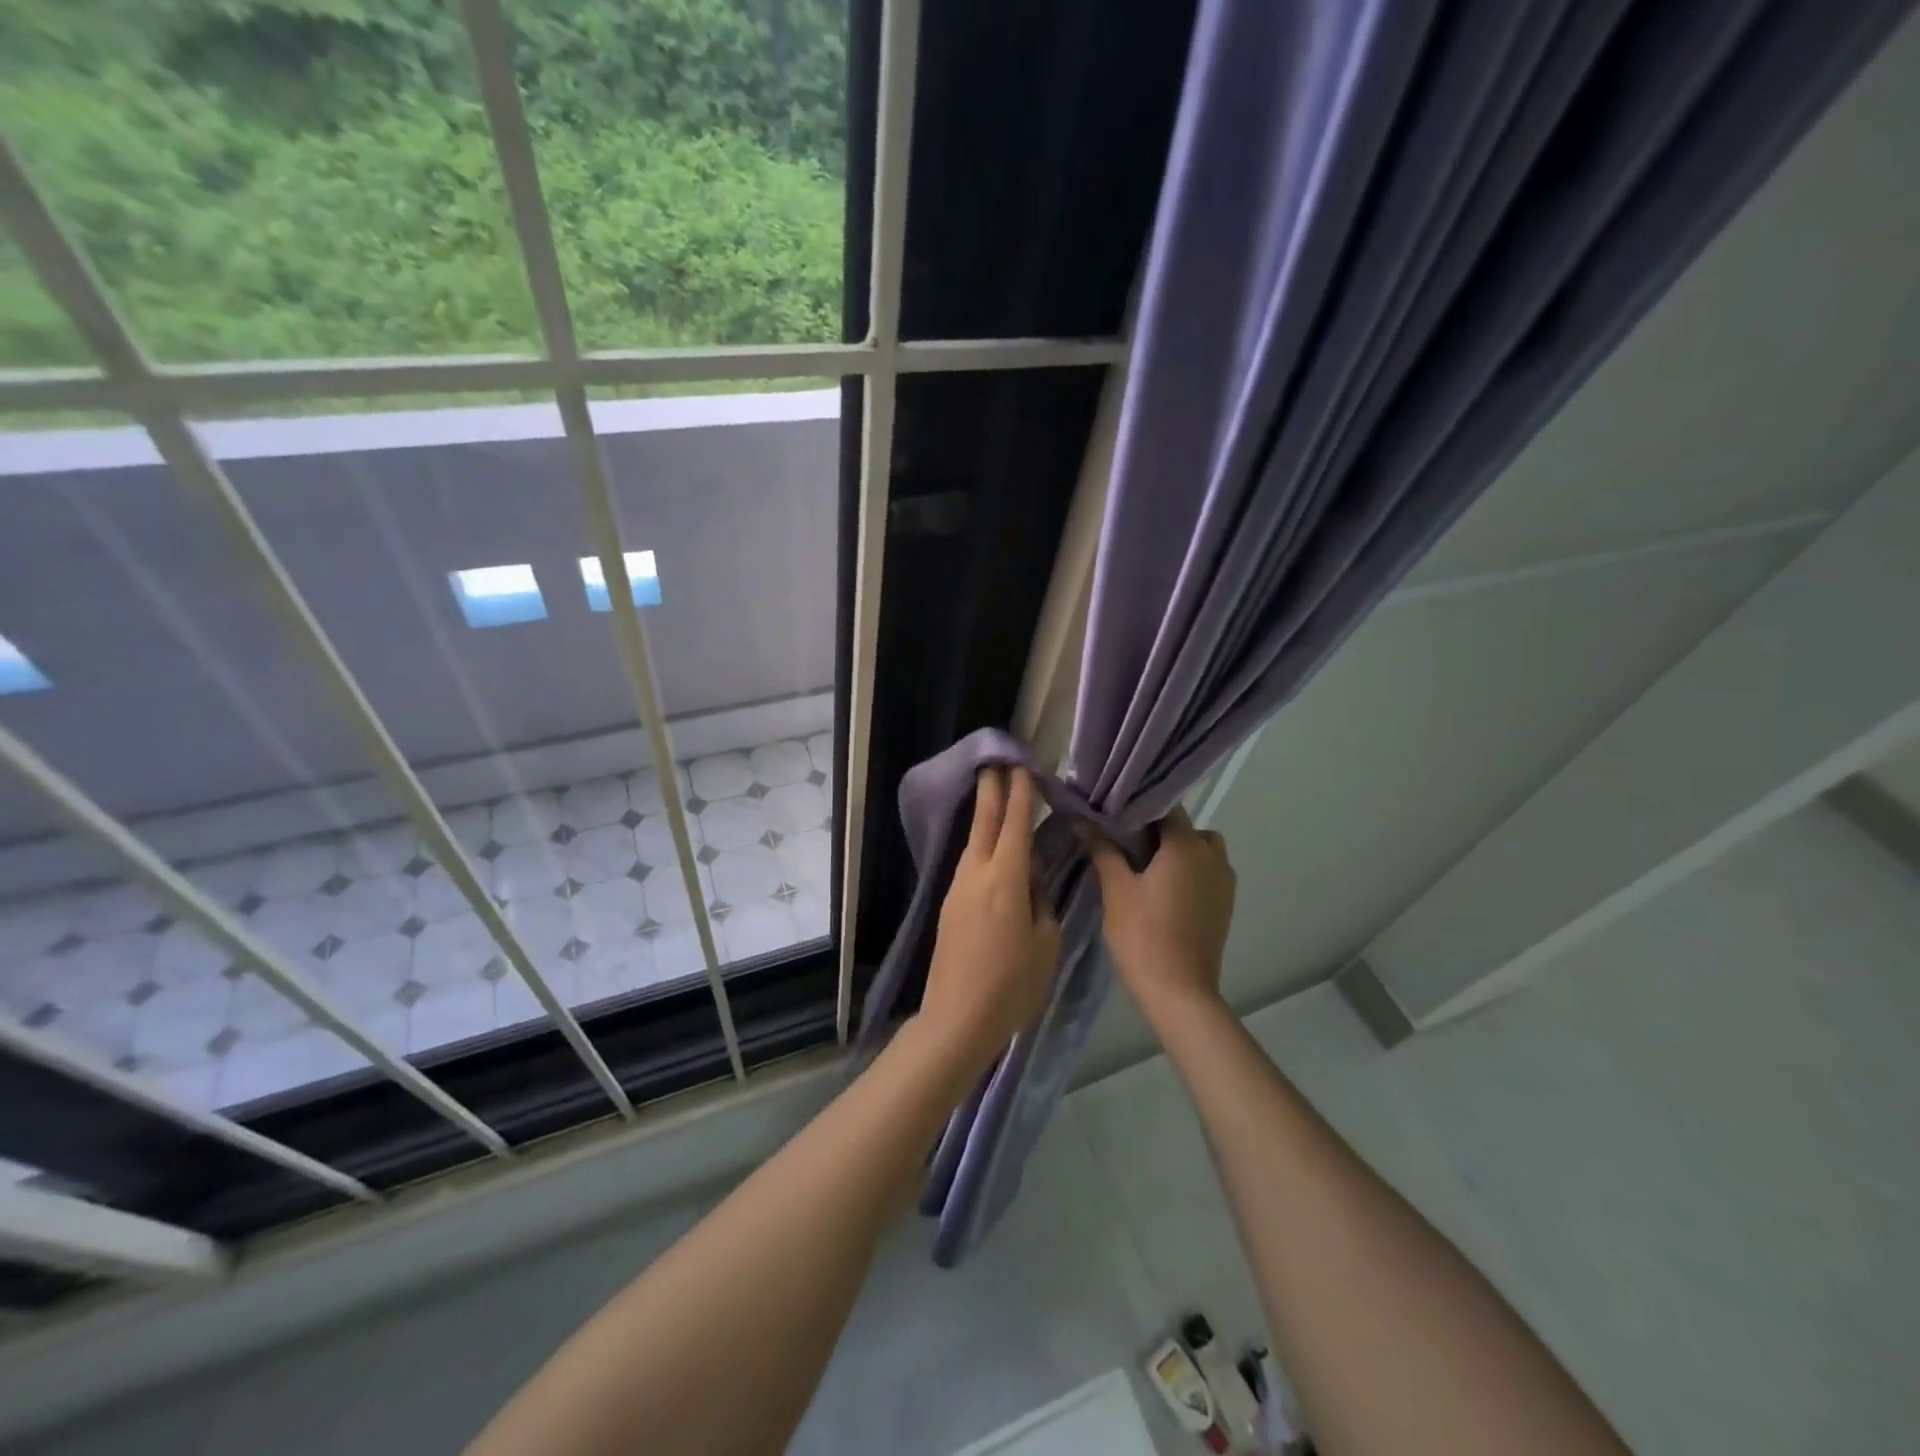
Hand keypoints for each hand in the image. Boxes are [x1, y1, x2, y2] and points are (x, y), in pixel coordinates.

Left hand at [917, 767, 1059, 1078]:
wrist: (957, 1018)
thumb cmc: (1012, 985)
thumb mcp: (1044, 942)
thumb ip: (1039, 901)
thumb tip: (1029, 878)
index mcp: (1004, 880)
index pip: (1014, 825)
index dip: (1020, 794)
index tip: (1023, 767)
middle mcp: (975, 875)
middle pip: (984, 822)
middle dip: (991, 790)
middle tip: (995, 760)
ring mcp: (957, 889)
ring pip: (973, 842)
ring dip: (984, 816)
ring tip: (996, 795)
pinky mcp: (949, 906)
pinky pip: (969, 863)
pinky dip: (981, 844)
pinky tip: (990, 846)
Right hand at [1083, 807, 1235, 1017]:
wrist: (1180, 992)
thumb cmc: (1143, 935)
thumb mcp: (1116, 889)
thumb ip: (1103, 849)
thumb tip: (1082, 820)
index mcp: (1188, 846)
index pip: (1165, 807)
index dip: (1138, 805)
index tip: (1113, 811)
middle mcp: (1213, 856)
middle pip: (1185, 827)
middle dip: (1157, 830)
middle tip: (1123, 842)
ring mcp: (1224, 882)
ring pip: (1199, 849)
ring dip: (1175, 851)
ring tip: (1142, 867)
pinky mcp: (1225, 904)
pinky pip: (1206, 872)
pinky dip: (1187, 871)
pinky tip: (1160, 890)